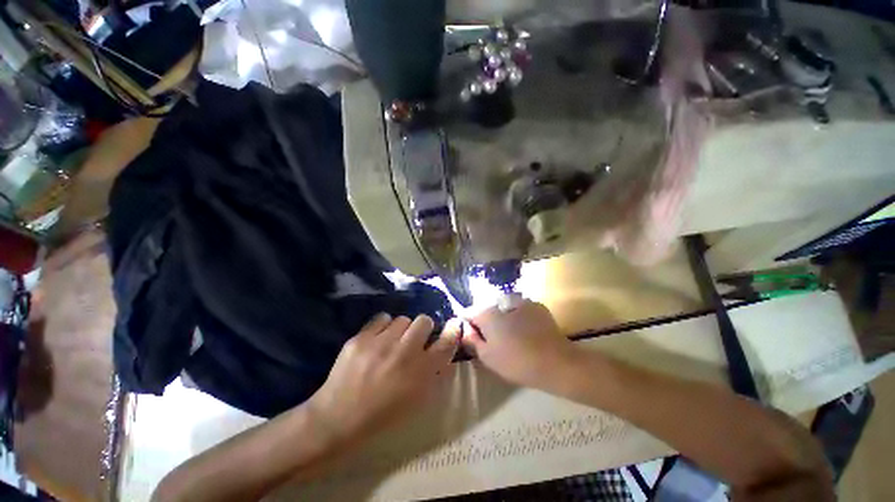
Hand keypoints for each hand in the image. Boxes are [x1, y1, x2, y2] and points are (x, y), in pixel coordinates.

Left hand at [308, 314, 457, 443]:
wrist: (337, 419)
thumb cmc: (382, 416)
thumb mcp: (416, 401)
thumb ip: (435, 375)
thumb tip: (446, 352)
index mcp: (420, 373)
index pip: (446, 343)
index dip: (453, 331)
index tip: (454, 324)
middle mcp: (404, 354)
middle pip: (424, 321)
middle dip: (423, 328)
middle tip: (414, 338)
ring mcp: (381, 343)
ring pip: (403, 318)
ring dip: (402, 329)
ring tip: (391, 342)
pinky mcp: (361, 338)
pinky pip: (382, 318)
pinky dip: (383, 326)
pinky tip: (377, 339)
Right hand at [456, 301, 575, 389]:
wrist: (556, 362)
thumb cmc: (516, 361)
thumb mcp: (487, 356)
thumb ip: (472, 340)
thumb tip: (466, 330)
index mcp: (487, 313)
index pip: (469, 312)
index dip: (468, 324)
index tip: (473, 336)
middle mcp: (502, 301)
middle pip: (487, 309)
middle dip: (487, 321)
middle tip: (494, 340)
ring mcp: (521, 301)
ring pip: (504, 308)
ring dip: (503, 318)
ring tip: (511, 336)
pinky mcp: (536, 305)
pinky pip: (520, 309)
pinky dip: (519, 317)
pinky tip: (527, 332)